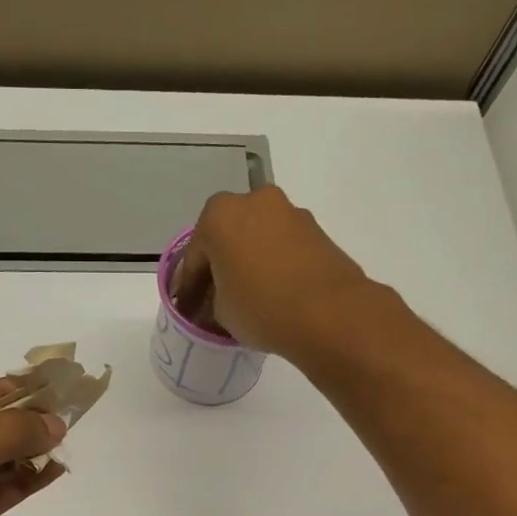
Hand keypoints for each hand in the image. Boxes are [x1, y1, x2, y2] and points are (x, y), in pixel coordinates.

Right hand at [169, 186, 372, 355]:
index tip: (186, 309)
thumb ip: (212, 298)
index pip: (194, 257)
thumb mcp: (220, 311)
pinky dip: (274, 265)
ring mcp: (290, 213)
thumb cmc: (260, 307)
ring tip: (246, 297)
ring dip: (249, 262)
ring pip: (257, 239)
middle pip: (227, 238)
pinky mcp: (317, 231)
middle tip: (214, 299)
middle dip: (219, 266)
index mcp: (219, 215)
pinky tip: (273, 292)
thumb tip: (216, 301)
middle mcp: (254, 202)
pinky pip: (282, 247)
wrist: (330, 313)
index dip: (188, 288)